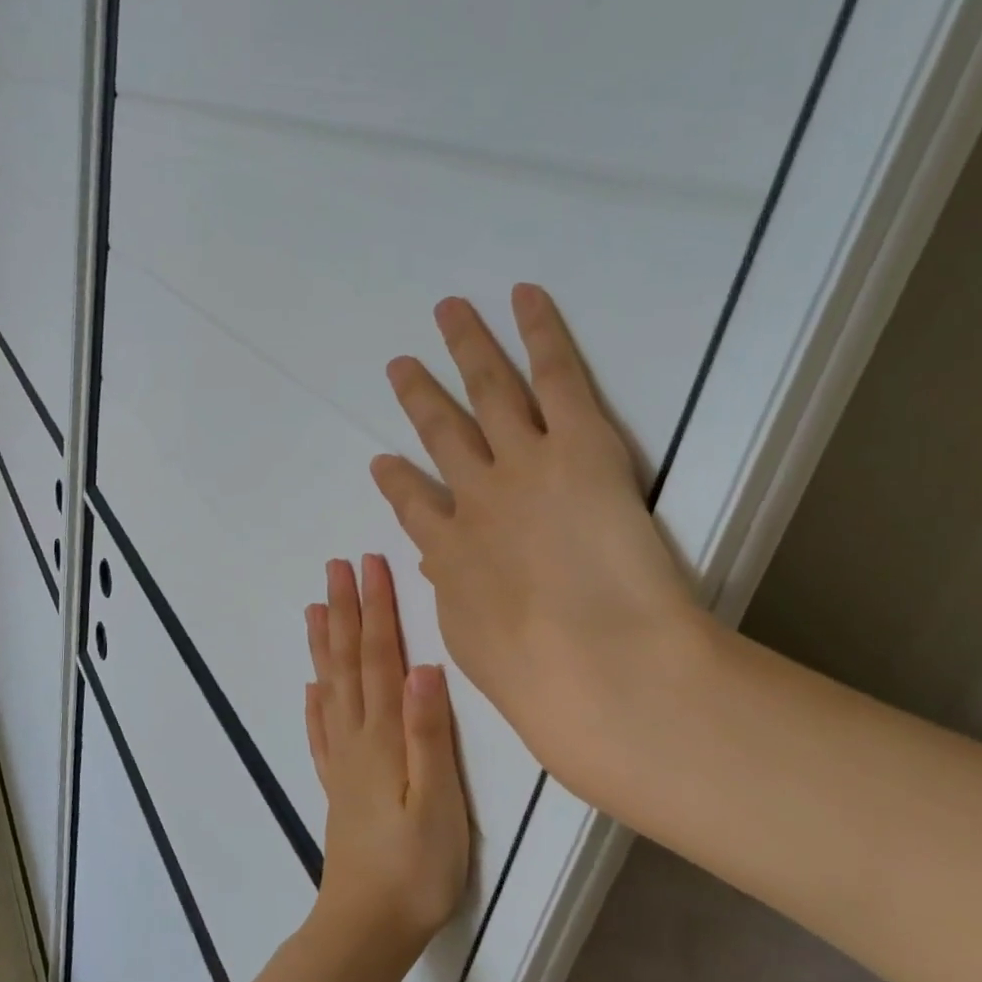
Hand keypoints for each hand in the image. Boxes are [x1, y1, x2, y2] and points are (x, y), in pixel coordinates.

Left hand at [304, 554, 470, 967]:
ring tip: (315, 608)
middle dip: (346, 611)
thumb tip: (424, 666)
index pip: (380, 657)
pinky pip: (320, 732)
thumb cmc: (416, 866)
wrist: (367, 926)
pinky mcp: (337, 787)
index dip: (376, 609)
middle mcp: (356, 739)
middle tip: (336, 567)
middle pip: (350, 663)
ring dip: (325, 645)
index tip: (370, 565)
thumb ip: (429, 732)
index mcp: (382, 736)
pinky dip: (315, 703)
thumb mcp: (439, 800)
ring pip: (330, 688)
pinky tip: (312, 688)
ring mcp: (341, 762)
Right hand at [369, 284, 714, 803]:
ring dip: (467, 348)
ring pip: (488, 391)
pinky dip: (539, 332)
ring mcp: (523, 465)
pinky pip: (556, 377)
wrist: (597, 668)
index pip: (414, 508)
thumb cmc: (539, 682)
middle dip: (419, 398)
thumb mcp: (475, 647)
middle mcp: (476, 499)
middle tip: (401, 367)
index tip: (383, 464)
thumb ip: (458, 601)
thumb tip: (446, 575)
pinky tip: (524, 298)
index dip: (397, 483)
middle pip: (441, 434)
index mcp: (451, 554)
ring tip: (449, 313)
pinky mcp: (581, 446)